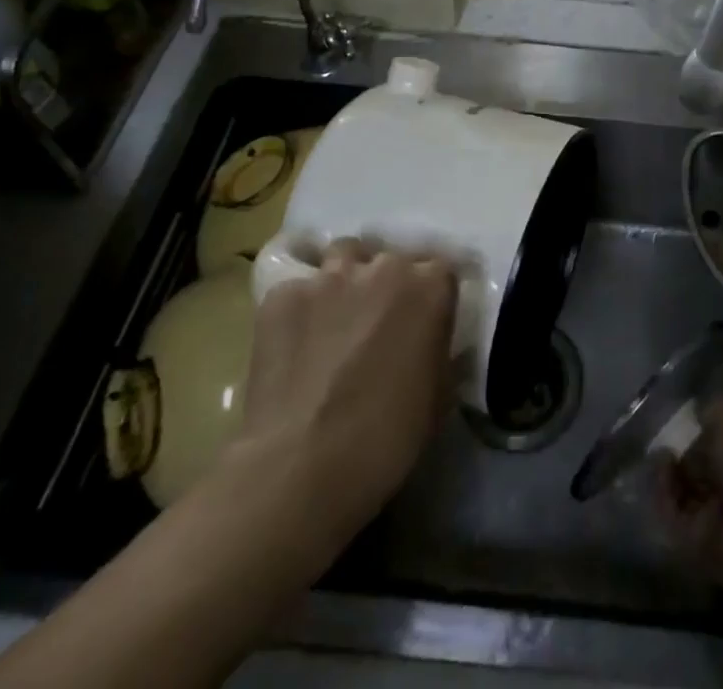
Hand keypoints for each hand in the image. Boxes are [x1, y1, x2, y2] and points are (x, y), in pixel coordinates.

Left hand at [223, 240, 456, 549]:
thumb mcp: (438, 395)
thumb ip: (439, 352)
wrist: (303, 465)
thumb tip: (432, 344)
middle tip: (376, 324)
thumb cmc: (388, 437)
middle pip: (390, 260)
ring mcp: (330, 276)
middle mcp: (385, 266)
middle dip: (386, 285)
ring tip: (334, 317)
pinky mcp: (283, 294)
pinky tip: (292, 343)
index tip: (421, 322)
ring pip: (342, 256)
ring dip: (344, 279)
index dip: (429, 296)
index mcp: (430, 286)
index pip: (439, 271)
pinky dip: (298, 309)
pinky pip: (296, 289)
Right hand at [655, 400, 722, 600]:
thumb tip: (703, 406)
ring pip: (681, 494)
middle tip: (662, 444)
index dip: (694, 436)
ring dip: (667, 476)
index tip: (677, 425)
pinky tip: (660, 478)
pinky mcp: (695, 544)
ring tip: (660, 459)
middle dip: (676, 457)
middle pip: (694, 472)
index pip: (714, 448)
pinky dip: (663, 499)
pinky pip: (673, 519)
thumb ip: (716, 414)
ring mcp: (712, 519)